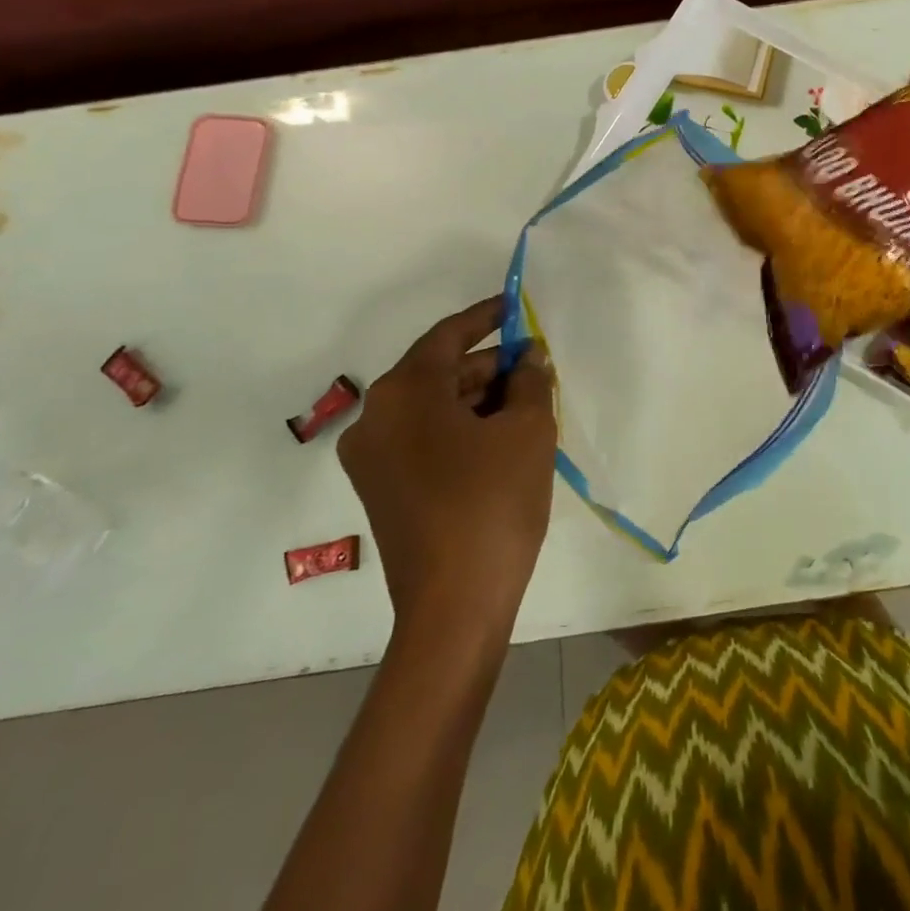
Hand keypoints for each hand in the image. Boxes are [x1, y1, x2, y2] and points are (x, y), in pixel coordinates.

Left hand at [337, 297, 557, 625]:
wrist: (455, 607)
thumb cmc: (493, 503)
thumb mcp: (528, 430)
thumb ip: (531, 380)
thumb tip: (528, 359)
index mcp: (404, 393)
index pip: (448, 336)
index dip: (487, 316)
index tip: (516, 303)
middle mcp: (375, 417)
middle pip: (440, 372)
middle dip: (491, 366)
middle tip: (537, 367)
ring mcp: (372, 458)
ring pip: (434, 408)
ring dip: (480, 400)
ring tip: (530, 403)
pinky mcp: (382, 489)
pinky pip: (426, 439)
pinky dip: (462, 429)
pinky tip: (504, 438)